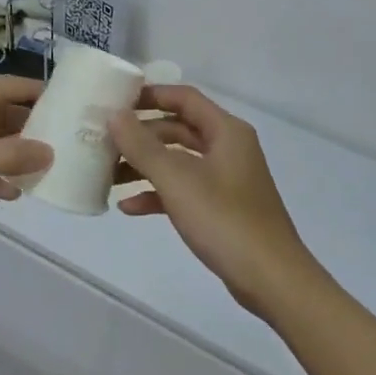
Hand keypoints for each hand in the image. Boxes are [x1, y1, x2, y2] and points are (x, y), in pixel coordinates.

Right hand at [109, 86, 323, 316]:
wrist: (271, 279)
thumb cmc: (225, 220)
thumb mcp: (178, 180)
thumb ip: (143, 146)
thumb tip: (115, 116)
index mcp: (226, 131)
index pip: (184, 98)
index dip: (150, 95)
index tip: (115, 101)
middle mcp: (228, 148)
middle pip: (178, 129)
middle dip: (141, 135)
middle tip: (104, 141)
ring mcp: (226, 179)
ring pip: (178, 161)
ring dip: (144, 166)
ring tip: (108, 175)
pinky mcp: (221, 208)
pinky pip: (184, 190)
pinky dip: (158, 194)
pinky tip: (128, 207)